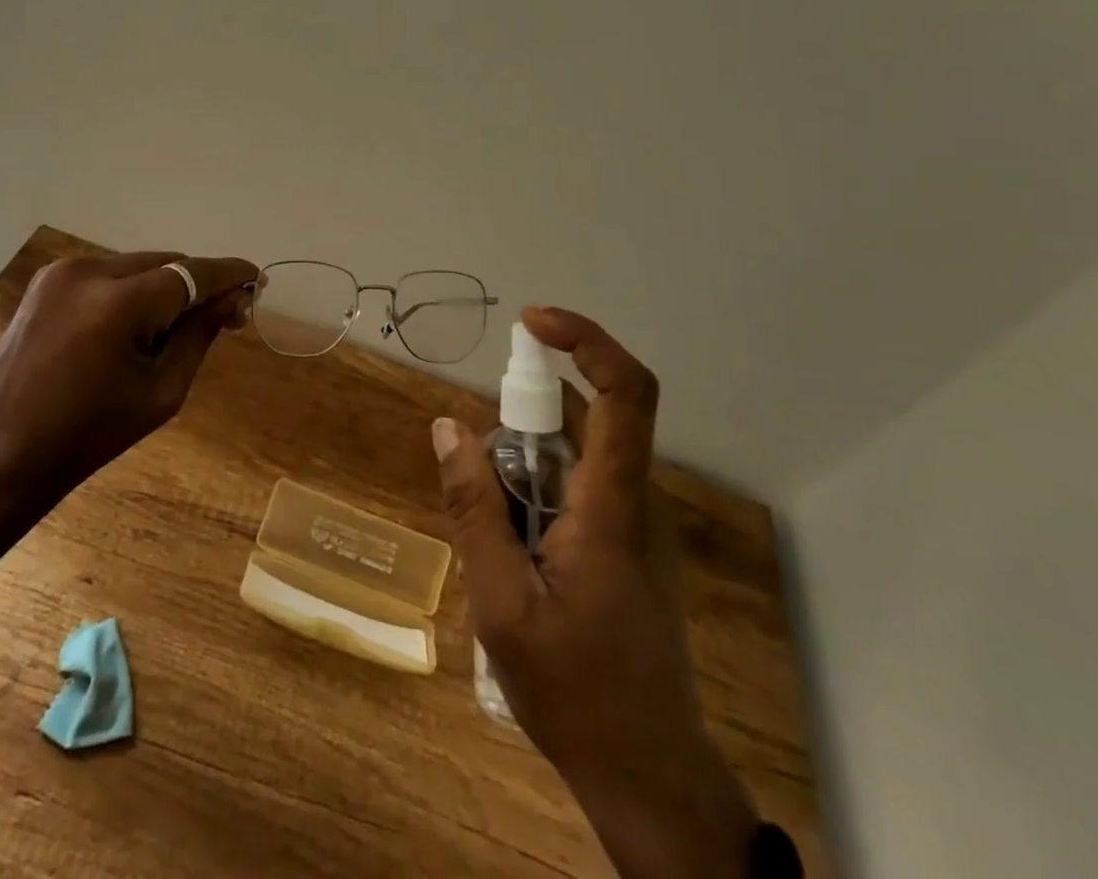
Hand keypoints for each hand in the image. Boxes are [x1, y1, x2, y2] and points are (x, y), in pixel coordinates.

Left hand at [0, 251, 257, 522]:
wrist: (3, 453)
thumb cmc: (90, 434)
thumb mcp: (161, 391)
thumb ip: (200, 335)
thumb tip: (235, 299)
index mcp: (118, 304)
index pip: (191, 273)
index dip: (229, 273)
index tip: (258, 278)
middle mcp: (89, 271)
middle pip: (166, 264)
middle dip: (196, 285)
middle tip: (222, 315)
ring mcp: (62, 272)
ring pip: (138, 265)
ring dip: (163, 287)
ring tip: (168, 330)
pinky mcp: (47, 280)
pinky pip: (108, 273)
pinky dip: (131, 290)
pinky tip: (131, 325)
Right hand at [432, 306, 758, 878]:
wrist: (649, 775)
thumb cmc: (575, 693)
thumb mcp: (500, 603)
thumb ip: (473, 509)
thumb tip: (448, 427)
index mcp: (612, 506)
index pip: (625, 393)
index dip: (586, 340)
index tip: (531, 323)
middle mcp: (634, 500)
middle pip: (589, 415)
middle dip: (527, 415)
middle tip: (482, 467)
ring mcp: (635, 523)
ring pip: (578, 452)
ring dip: (526, 462)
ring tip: (493, 525)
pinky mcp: (628, 544)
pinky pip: (579, 485)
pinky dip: (537, 490)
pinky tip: (511, 547)